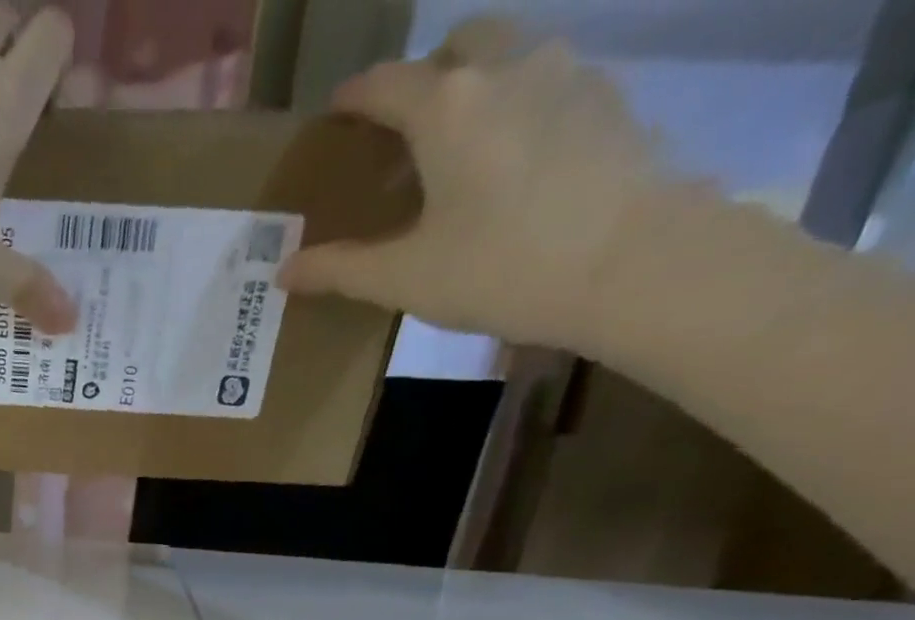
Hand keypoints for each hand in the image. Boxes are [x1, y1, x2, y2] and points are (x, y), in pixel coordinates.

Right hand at [278, 18, 664, 348]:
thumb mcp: (404, 278)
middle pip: (457, 47)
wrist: (629, 263)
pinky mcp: (607, 98)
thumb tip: (285, 271)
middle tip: (404, 135)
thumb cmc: (499, 268)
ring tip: (457, 154)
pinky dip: (517, 109)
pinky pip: (547, 84)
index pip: (384, 83)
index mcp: (447, 106)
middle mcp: (507, 67)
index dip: (352, 99)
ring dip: (475, 89)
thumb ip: (339, 269)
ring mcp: (567, 73)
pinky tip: (510, 167)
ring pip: (509, 56)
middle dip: (424, 78)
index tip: (335, 117)